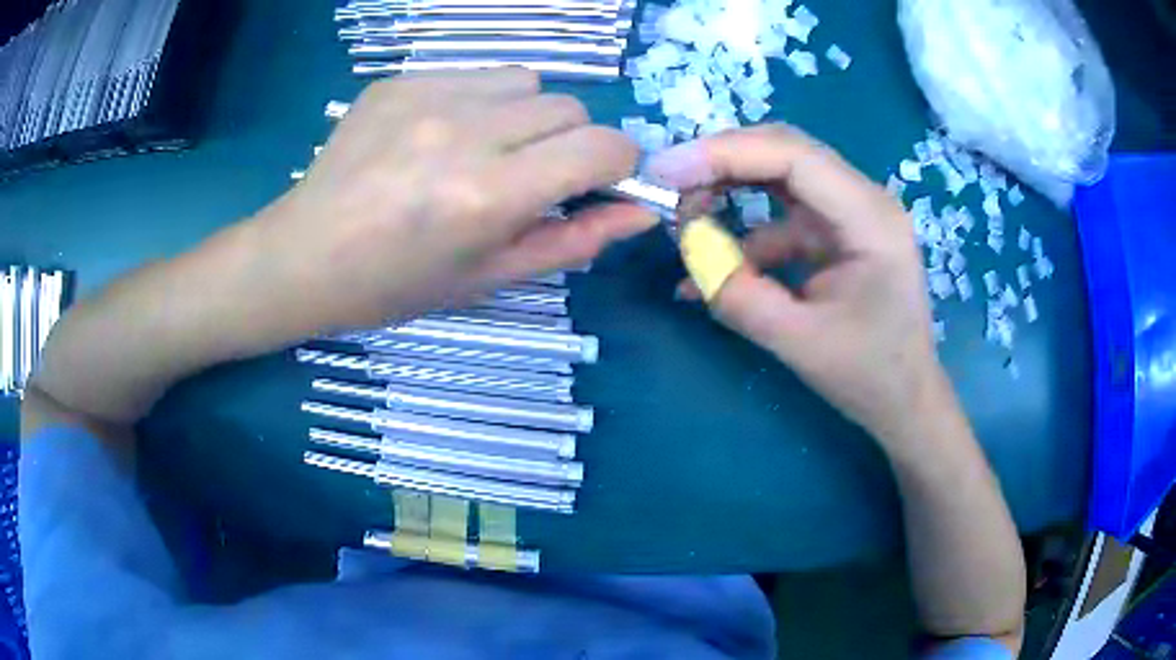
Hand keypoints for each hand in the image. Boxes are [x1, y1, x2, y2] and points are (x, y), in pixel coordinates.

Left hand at [253, 69, 655, 328]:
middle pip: (569, 107)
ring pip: (525, 82)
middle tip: (530, 177)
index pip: (603, 147)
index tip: (600, 182)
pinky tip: (439, 136)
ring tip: (483, 151)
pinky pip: (473, 75)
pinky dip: (479, 102)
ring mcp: (427, 96)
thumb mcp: (490, 277)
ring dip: (525, 115)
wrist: (304, 257)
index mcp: (489, 194)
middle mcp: (465, 131)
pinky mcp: (399, 81)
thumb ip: (574, 240)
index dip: (619, 164)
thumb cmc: (396, 284)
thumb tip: (640, 212)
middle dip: (570, 142)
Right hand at [648, 125, 949, 447]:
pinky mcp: (835, 234)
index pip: (793, 156)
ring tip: (683, 220)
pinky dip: (745, 236)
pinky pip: (781, 217)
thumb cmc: (869, 375)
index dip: (725, 153)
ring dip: (729, 190)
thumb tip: (689, 257)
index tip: (666, 171)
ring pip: (780, 176)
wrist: (904, 400)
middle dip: (722, 162)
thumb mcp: (799, 343)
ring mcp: (850, 214)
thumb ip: (739, 296)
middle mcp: (864, 200)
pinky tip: (713, 267)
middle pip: (785, 151)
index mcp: (870, 218)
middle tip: (668, 185)